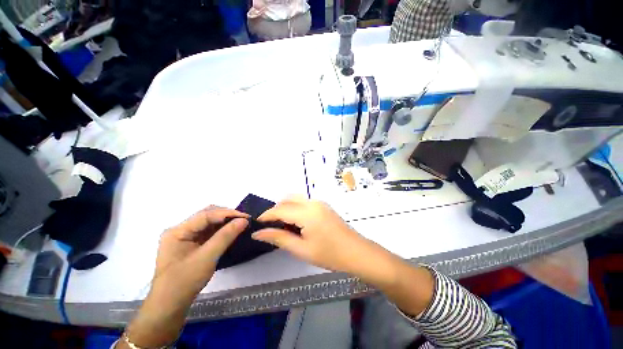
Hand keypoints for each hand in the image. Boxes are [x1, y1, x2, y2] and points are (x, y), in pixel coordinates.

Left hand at [120, 206, 248, 348]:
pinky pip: (209, 232)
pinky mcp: (191, 244)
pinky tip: (231, 232)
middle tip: (244, 220)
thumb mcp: (207, 258)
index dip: (227, 213)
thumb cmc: (184, 282)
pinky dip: (221, 230)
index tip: (246, 217)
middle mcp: (180, 230)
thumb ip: (225, 236)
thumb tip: (244, 220)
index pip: (206, 215)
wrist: (170, 306)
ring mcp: (185, 237)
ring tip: (240, 224)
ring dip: (225, 222)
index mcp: (178, 231)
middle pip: (207, 215)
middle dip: (226, 216)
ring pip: (209, 223)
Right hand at [253, 197, 401, 285]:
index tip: (256, 223)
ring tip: (282, 224)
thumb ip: (279, 238)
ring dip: (286, 207)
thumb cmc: (329, 254)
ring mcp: (320, 202)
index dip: (266, 215)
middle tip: (269, 226)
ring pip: (296, 199)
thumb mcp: (301, 249)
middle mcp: (312, 202)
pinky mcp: (324, 206)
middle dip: (276, 210)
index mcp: (306, 212)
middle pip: (287, 200)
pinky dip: (295, 208)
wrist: (356, 252)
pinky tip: (296, 222)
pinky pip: (304, 202)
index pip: (280, 209)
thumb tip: (258, 233)